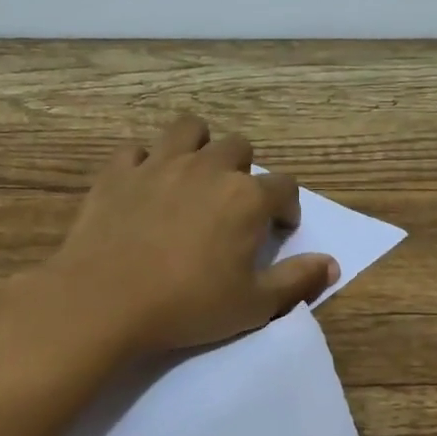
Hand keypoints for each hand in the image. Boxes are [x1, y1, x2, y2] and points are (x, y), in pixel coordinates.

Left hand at [41, 114, 338, 355]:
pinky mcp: (118, 171)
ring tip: (193, 176)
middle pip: (239, 148)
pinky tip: (144, 187)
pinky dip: (145, 163)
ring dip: (199, 147)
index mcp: (246, 197)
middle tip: (233, 205)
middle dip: (243, 172)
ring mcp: (159, 163)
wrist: (105, 300)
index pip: (285, 187)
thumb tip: (331, 265)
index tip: (279, 229)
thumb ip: (297, 281)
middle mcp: (208, 168)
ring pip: (189, 130)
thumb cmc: (187, 305)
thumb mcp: (253, 305)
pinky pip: (137, 150)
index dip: (287, 208)